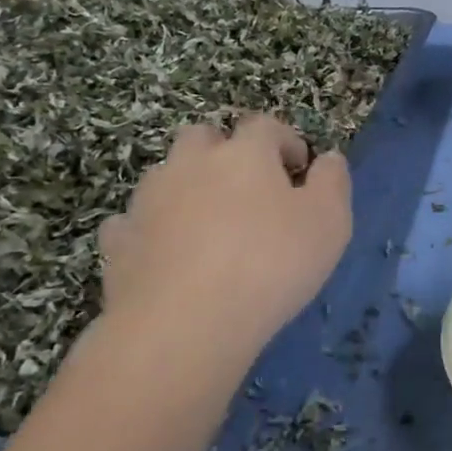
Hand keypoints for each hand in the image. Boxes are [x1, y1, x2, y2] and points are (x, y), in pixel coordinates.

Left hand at [98, 115, 351, 361]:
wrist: (182, 324)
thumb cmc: (270, 265)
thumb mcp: (329, 224)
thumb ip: (333, 182)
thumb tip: (329, 158)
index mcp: (244, 154)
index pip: (265, 126)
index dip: (285, 141)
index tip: (300, 168)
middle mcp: (191, 163)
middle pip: (203, 137)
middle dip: (225, 152)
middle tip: (248, 189)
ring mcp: (147, 200)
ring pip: (166, 175)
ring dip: (187, 187)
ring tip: (208, 226)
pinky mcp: (118, 241)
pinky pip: (133, 222)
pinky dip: (150, 229)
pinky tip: (166, 255)